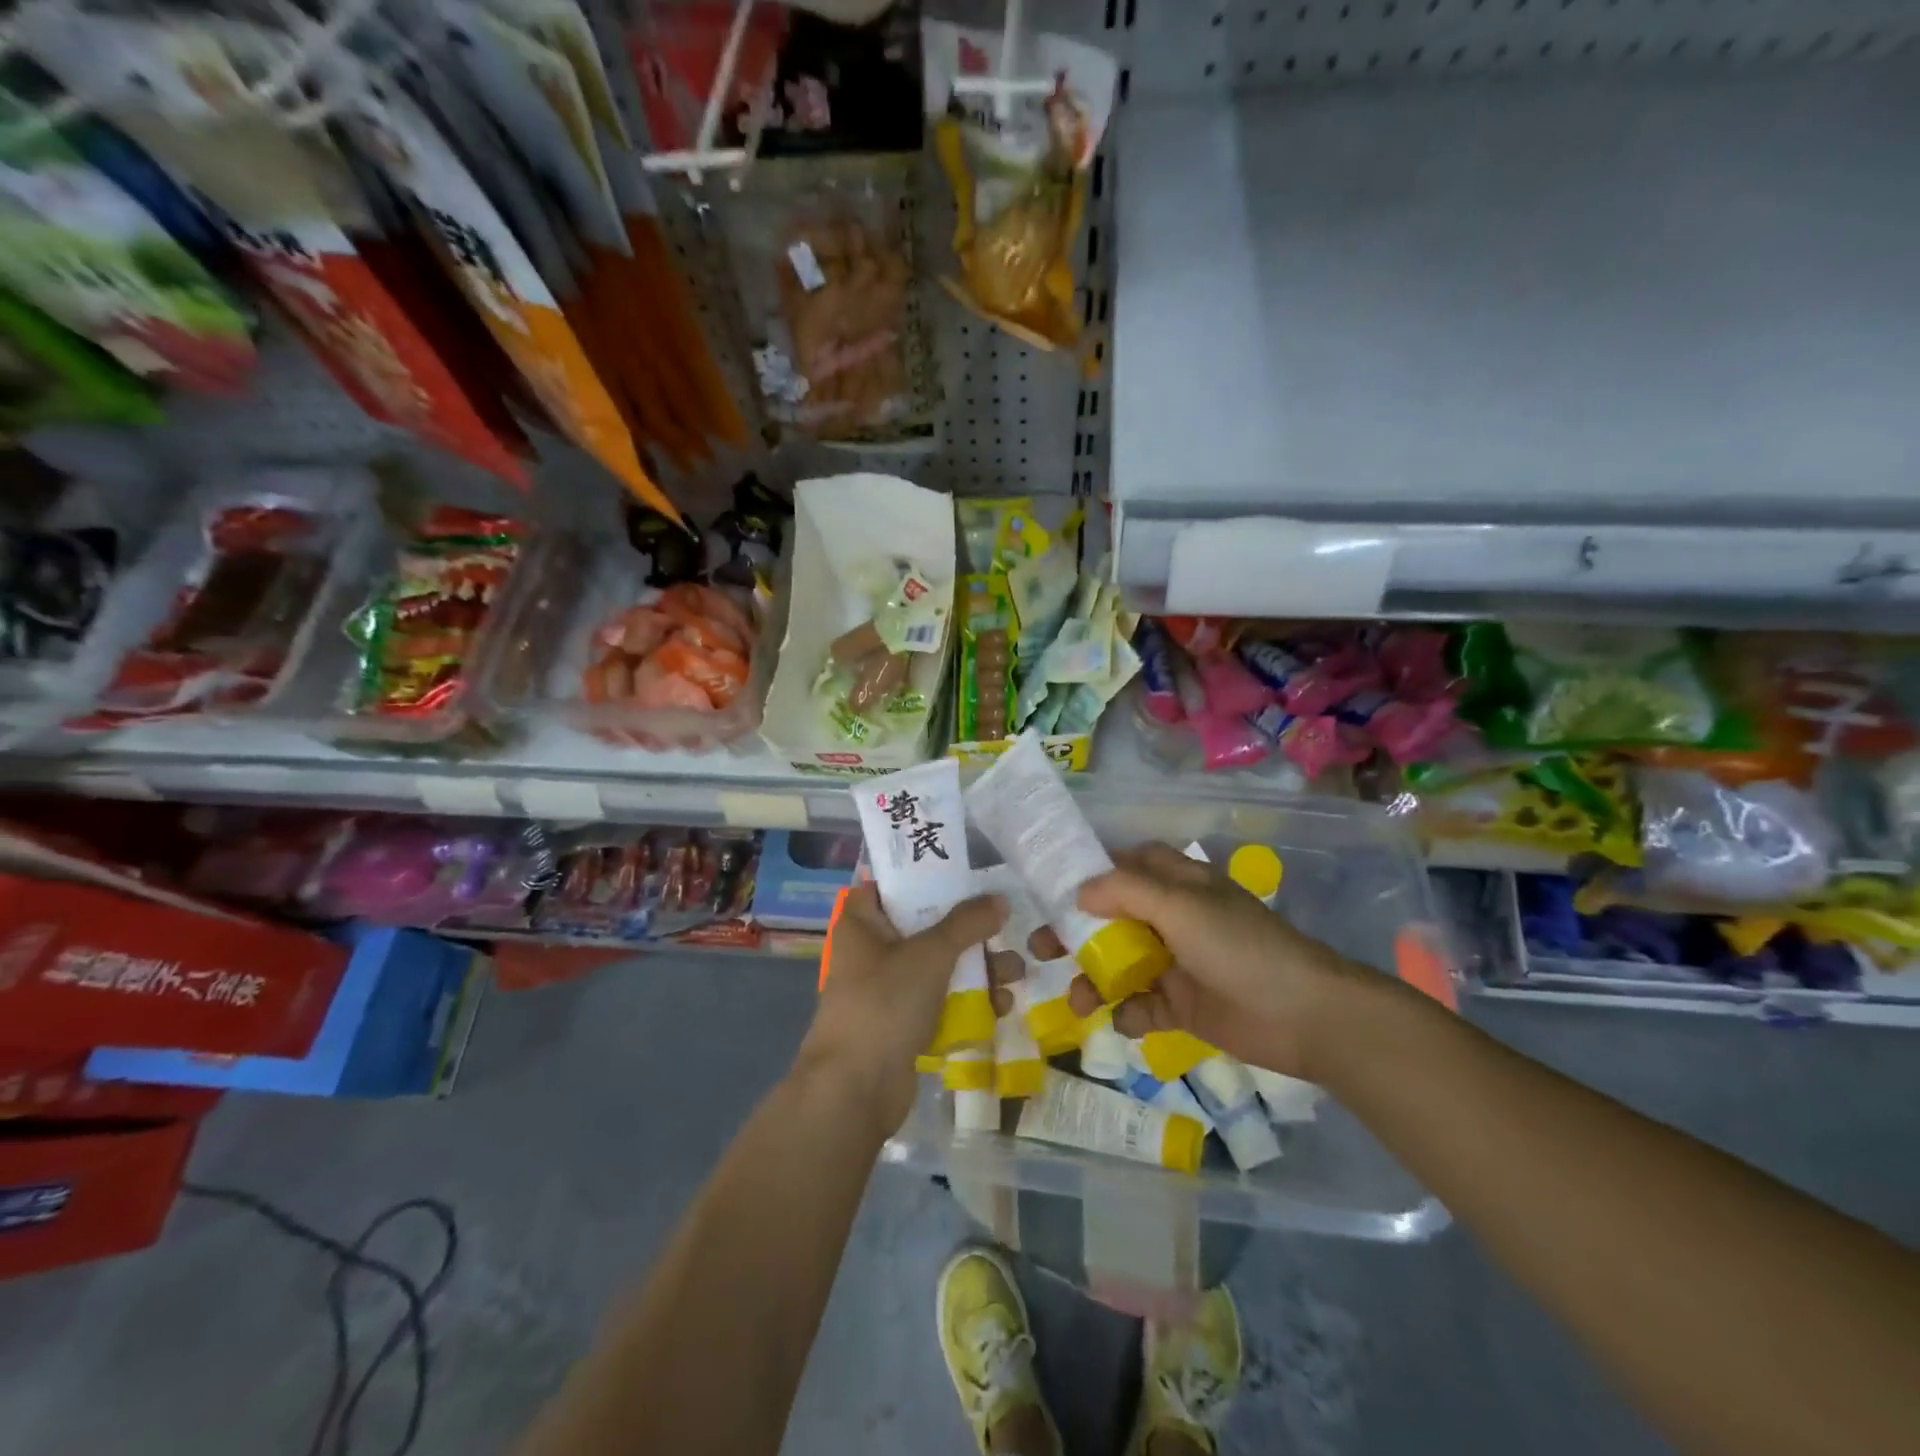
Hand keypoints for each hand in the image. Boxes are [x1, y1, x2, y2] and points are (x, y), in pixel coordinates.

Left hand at [794, 885, 1005, 1138]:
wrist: (855, 1089)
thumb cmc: (885, 1003)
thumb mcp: (930, 953)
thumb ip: (967, 923)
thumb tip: (999, 899)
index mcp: (863, 922)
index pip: (891, 884)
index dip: (925, 874)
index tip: (966, 872)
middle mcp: (872, 950)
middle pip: (925, 925)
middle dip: (969, 930)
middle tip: (1005, 927)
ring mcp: (887, 989)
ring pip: (938, 966)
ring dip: (977, 968)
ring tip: (1015, 973)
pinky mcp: (902, 1023)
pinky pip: (940, 1001)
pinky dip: (967, 1000)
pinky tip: (1001, 1006)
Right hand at [1064, 843, 1359, 1079]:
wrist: (1303, 1016)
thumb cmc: (1238, 947)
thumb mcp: (1180, 906)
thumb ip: (1126, 890)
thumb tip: (1079, 891)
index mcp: (1177, 885)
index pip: (1127, 865)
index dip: (1091, 871)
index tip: (1050, 885)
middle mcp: (1173, 919)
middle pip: (1112, 917)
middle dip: (1076, 931)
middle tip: (1041, 947)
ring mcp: (1176, 964)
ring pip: (1120, 965)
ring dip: (1094, 980)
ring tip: (1078, 1002)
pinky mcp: (1183, 1006)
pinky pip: (1141, 1007)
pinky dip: (1129, 1014)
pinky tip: (1128, 1021)